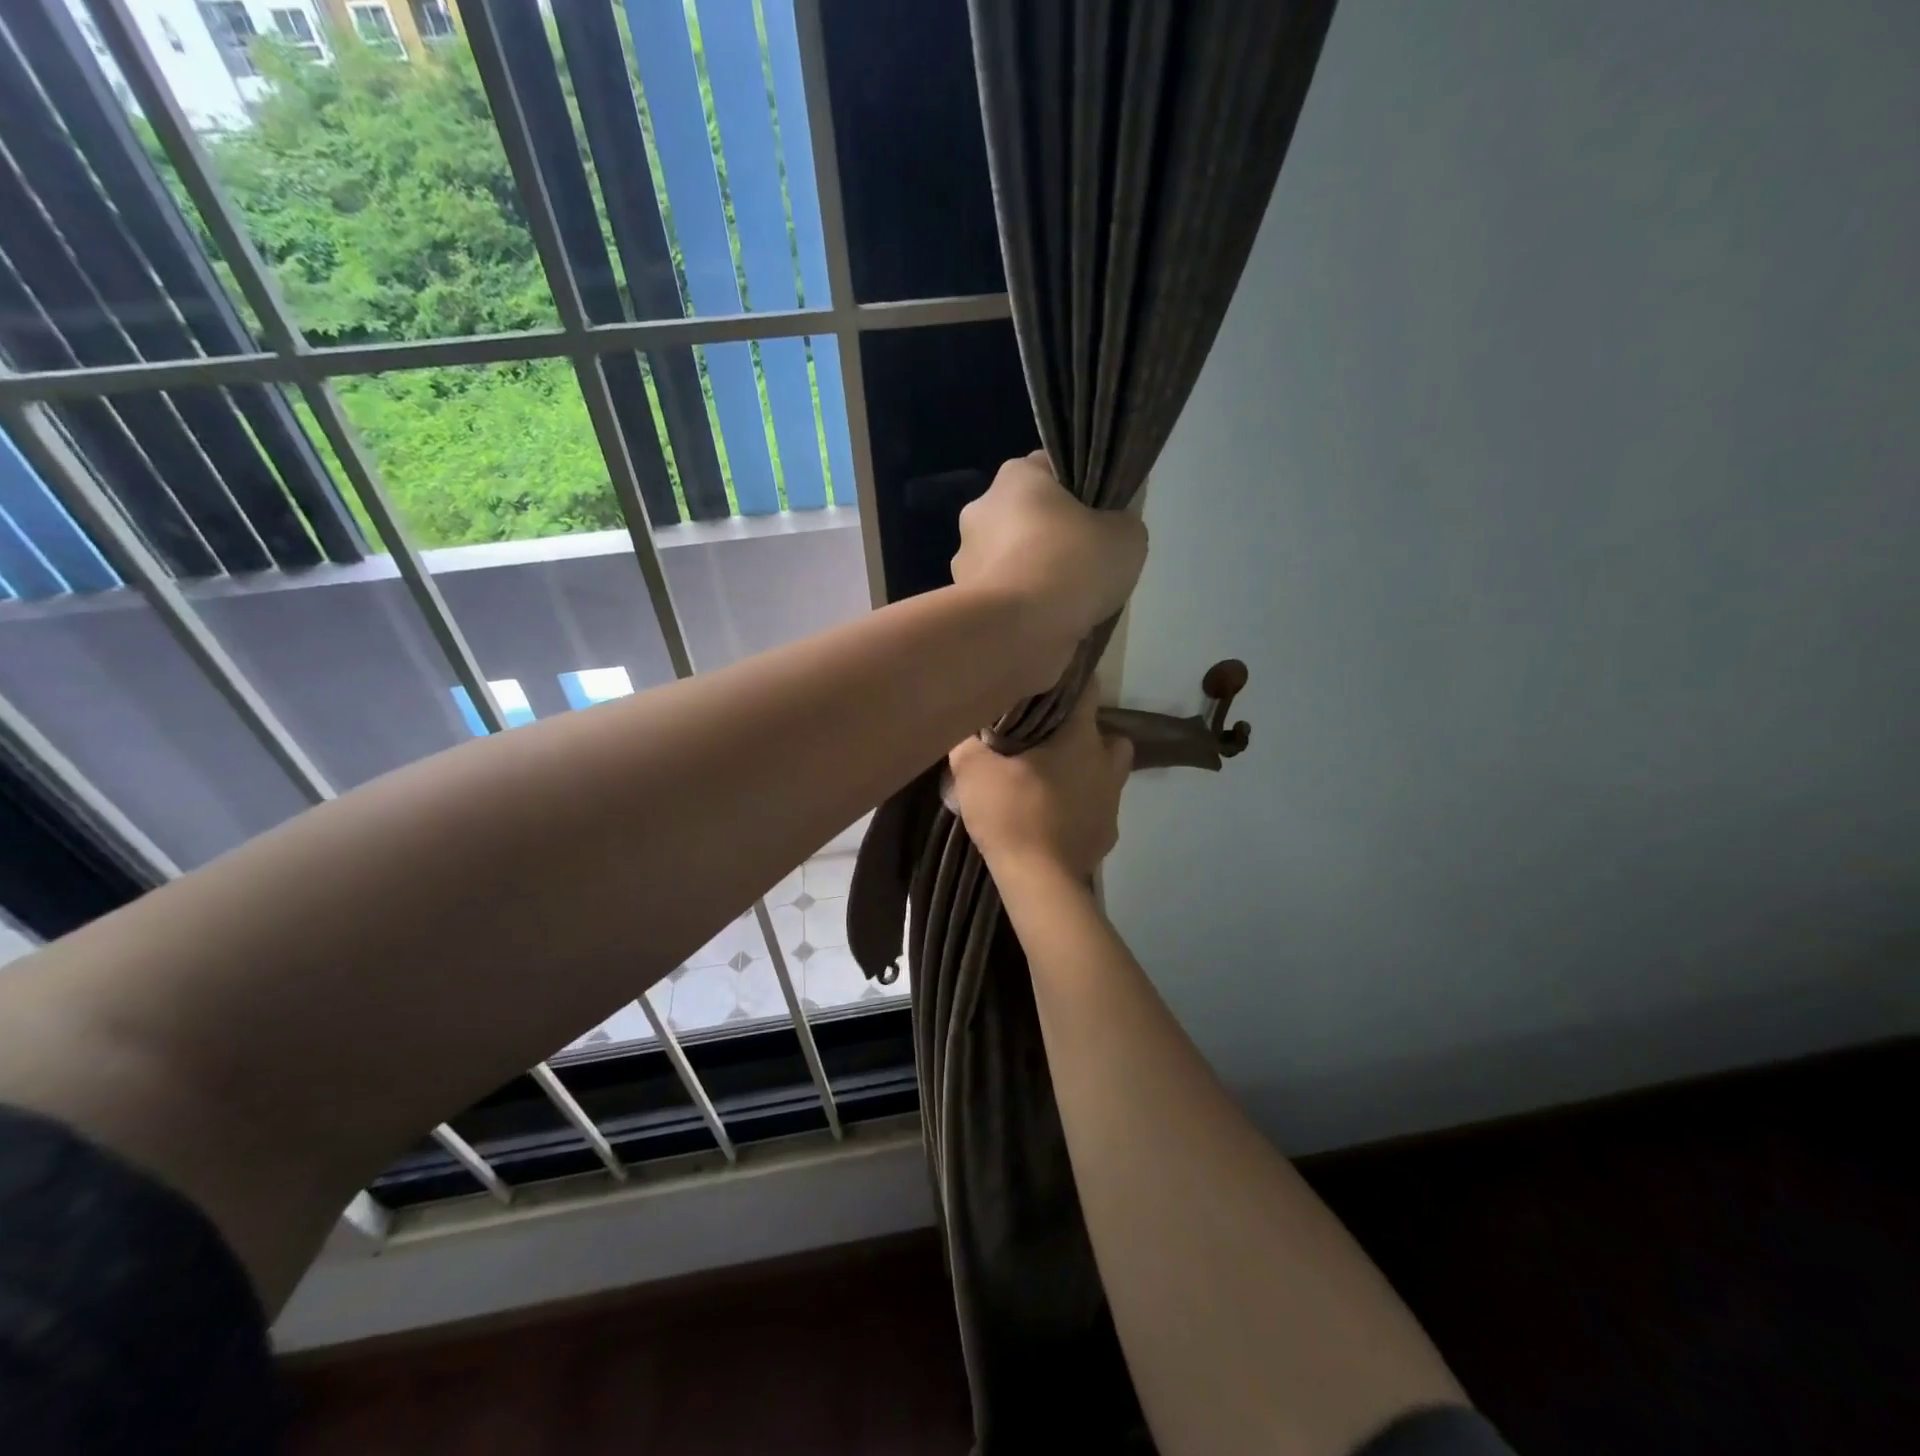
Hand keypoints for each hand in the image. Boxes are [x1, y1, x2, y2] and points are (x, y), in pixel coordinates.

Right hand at [948, 693, 1132, 879]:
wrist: (1037, 879)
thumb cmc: (1010, 813)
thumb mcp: (973, 770)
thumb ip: (968, 741)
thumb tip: (966, 726)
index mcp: (1080, 739)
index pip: (1088, 690)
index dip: (1070, 681)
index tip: (1049, 682)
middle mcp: (1105, 765)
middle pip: (1109, 735)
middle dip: (1087, 734)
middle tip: (1052, 742)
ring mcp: (1112, 802)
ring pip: (1110, 774)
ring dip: (1089, 772)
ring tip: (1055, 781)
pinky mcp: (1108, 834)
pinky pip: (1100, 810)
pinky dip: (1084, 809)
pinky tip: (1057, 818)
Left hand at [952, 453, 1146, 692]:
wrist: (1015, 632)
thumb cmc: (1070, 567)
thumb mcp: (1126, 535)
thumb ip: (1120, 524)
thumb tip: (1107, 532)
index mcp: (1015, 478)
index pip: (1050, 470)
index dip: (1080, 491)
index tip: (1100, 518)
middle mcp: (980, 512)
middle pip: (1028, 520)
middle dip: (1054, 541)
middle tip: (1087, 568)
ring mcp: (966, 561)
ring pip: (1013, 564)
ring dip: (1035, 580)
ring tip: (1068, 607)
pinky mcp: (964, 605)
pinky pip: (1004, 601)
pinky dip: (1022, 612)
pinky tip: (1047, 628)